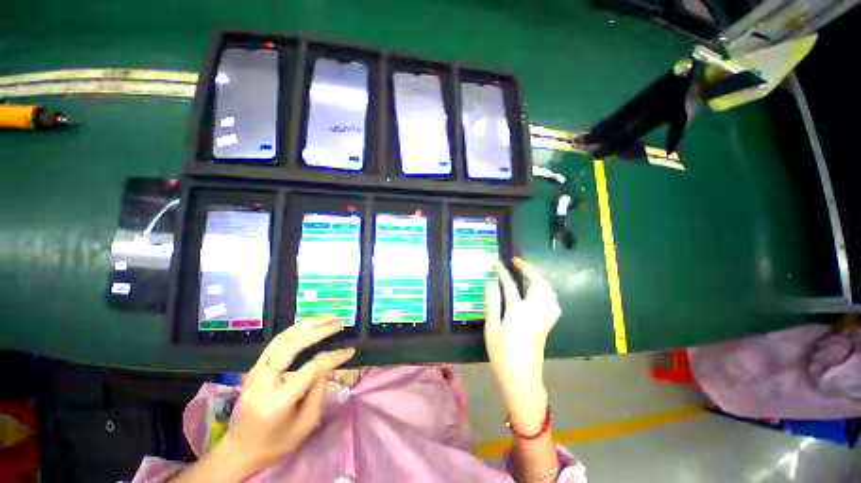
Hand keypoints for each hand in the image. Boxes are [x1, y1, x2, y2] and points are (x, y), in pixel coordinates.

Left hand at [224, 317, 354, 470]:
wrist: (239, 449)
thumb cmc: (276, 443)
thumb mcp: (305, 425)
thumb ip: (319, 392)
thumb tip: (327, 365)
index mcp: (276, 402)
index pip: (310, 370)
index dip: (332, 358)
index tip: (350, 351)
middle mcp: (262, 382)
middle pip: (290, 346)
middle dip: (318, 331)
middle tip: (338, 323)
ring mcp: (254, 372)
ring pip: (281, 338)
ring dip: (307, 325)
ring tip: (327, 318)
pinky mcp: (254, 368)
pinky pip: (276, 342)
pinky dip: (296, 330)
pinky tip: (310, 326)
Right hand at [485, 258, 560, 432]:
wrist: (522, 379)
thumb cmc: (502, 355)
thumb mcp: (491, 329)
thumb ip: (492, 304)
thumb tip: (490, 283)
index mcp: (518, 314)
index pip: (511, 286)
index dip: (504, 272)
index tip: (497, 263)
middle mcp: (535, 313)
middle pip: (538, 284)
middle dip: (529, 269)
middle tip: (517, 262)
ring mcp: (544, 318)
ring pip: (548, 291)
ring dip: (539, 278)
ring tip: (527, 272)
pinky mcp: (548, 324)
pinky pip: (552, 300)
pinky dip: (546, 289)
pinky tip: (538, 290)